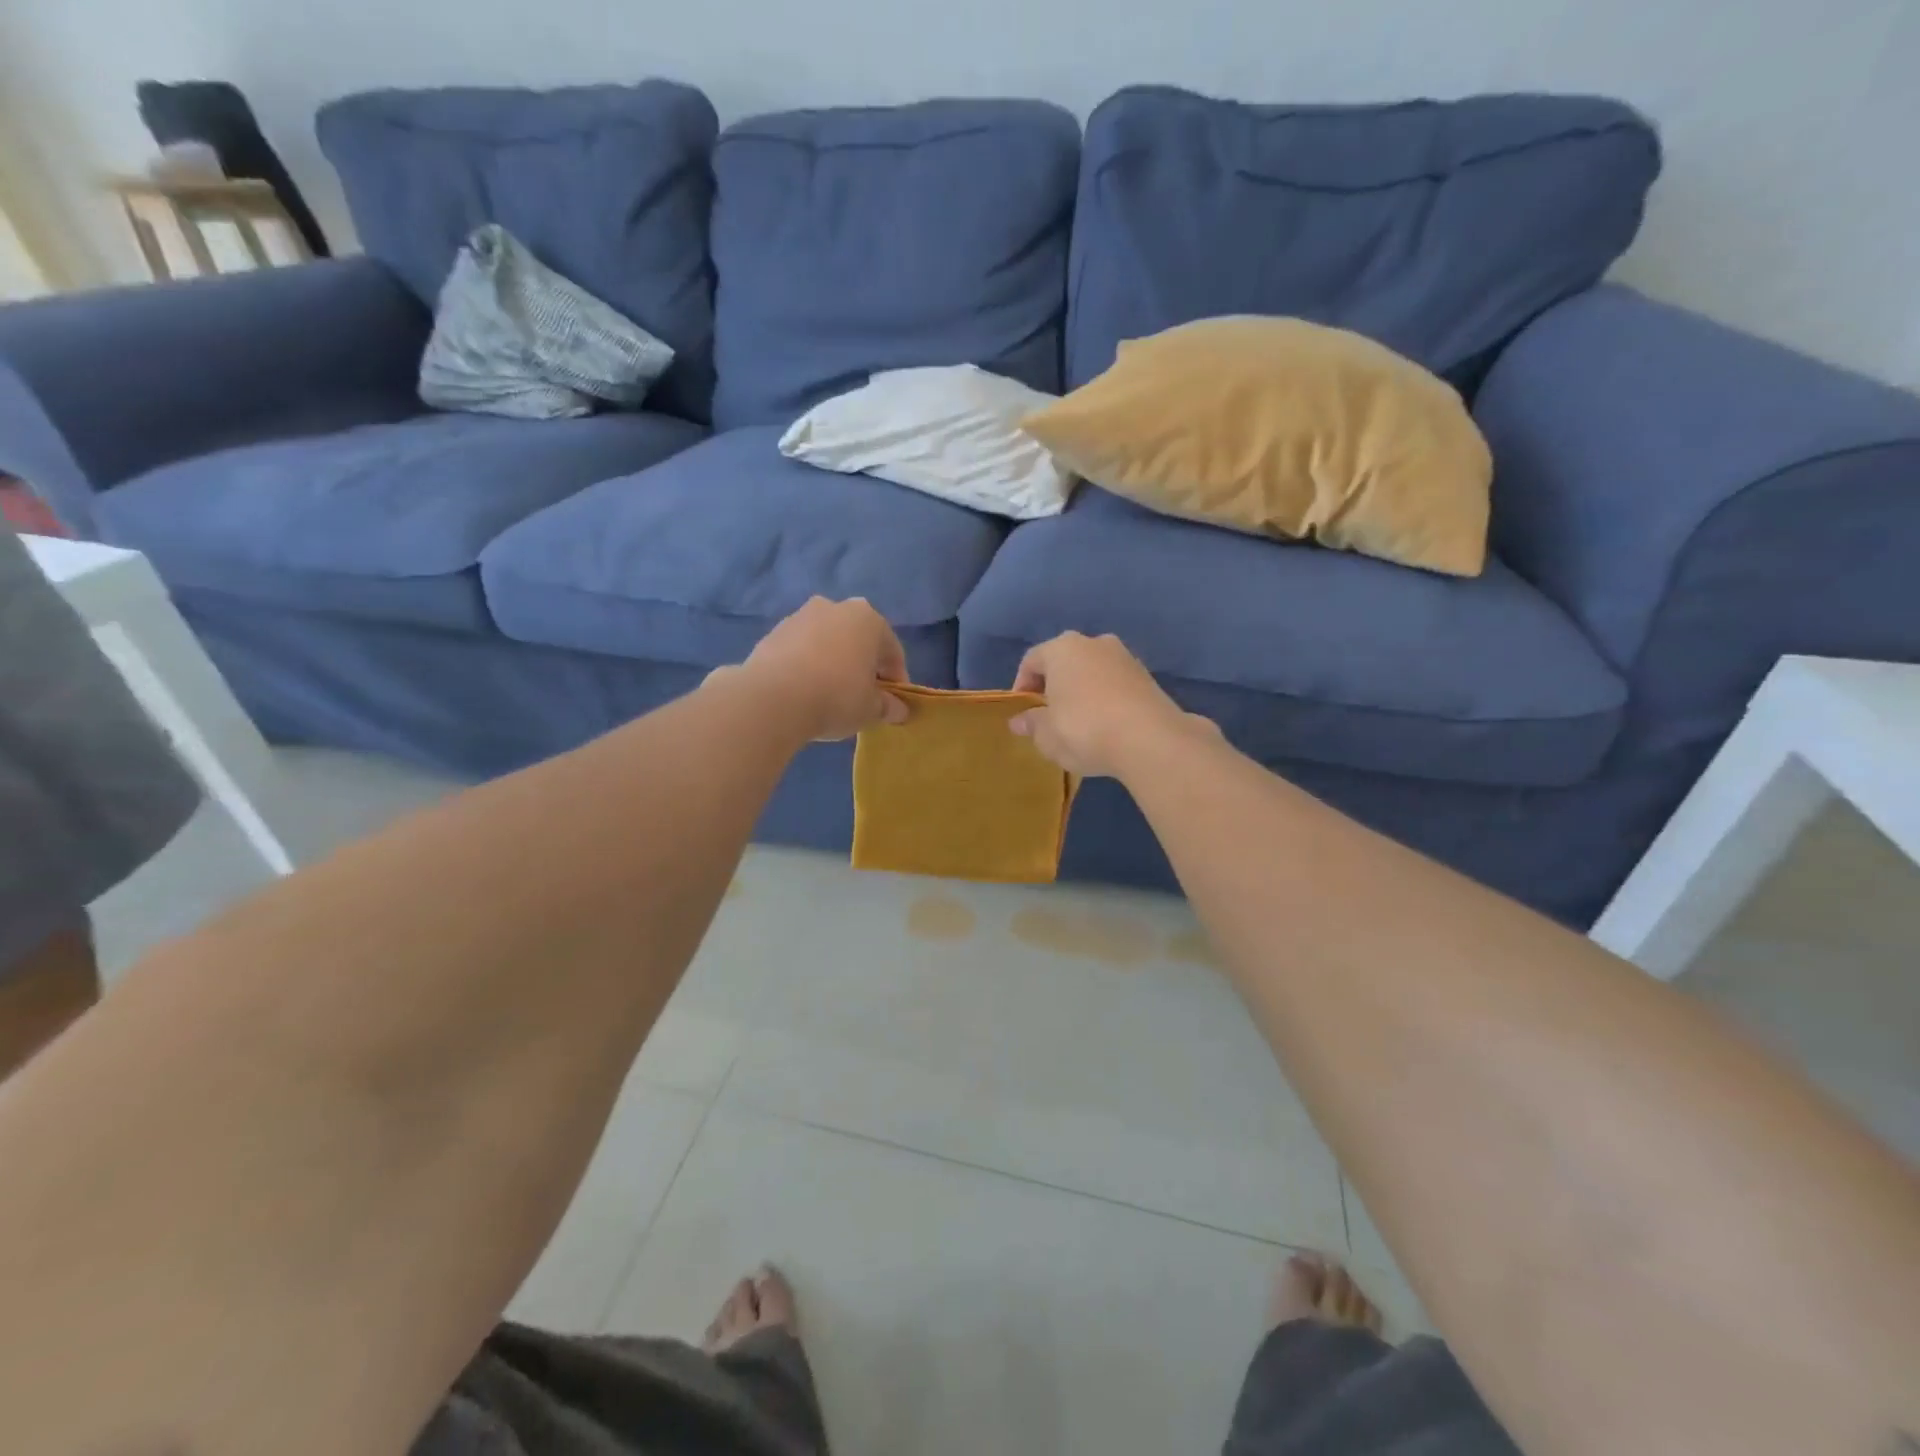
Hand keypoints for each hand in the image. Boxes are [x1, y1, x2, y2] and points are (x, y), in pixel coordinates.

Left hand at [733, 597, 910, 740]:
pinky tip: (803, 692)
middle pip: (857, 640)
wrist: (772, 698)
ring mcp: (799, 617)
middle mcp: (835, 608)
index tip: (892, 703)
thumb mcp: (871, 709)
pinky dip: (806, 666)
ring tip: (829, 696)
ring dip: (832, 663)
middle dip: (862, 665)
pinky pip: (800, 651)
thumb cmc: (836, 697)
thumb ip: (888, 707)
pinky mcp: (772, 633)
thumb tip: (899, 710)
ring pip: (826, 642)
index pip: (892, 651)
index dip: (895, 679)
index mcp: (868, 619)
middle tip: (862, 696)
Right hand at [1008, 632, 1217, 777]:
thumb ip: (1031, 724)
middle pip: (1064, 661)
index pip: (1031, 660)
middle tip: (1049, 714)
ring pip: (1092, 670)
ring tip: (1079, 722)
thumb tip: (1018, 721)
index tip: (1022, 712)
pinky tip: (1106, 724)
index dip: (1022, 686)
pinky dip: (1106, 698)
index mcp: (1062, 649)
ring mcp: (1125, 657)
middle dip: (1054, 685)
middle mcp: (1094, 643)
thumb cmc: (1084, 730)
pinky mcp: (1147, 676)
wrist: (1150, 740)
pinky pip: (1115, 683)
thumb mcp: (1047, 735)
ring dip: (1082, 690)